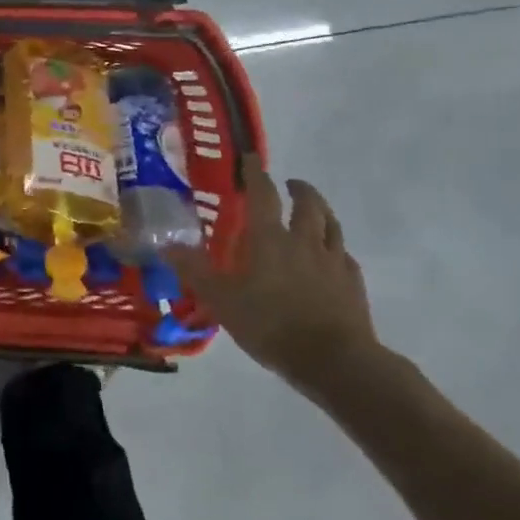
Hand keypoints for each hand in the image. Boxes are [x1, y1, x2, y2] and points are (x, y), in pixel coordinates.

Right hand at [167, 156, 379, 393]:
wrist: (335, 361)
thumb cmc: (271, 325)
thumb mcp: (221, 300)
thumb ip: (194, 271)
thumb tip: (166, 244)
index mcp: (270, 238)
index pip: (262, 194)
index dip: (255, 173)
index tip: (251, 158)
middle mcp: (304, 241)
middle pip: (307, 204)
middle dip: (298, 189)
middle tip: (289, 184)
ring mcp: (332, 261)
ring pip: (331, 225)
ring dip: (321, 211)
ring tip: (313, 211)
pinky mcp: (352, 284)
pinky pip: (344, 256)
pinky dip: (335, 248)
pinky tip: (331, 257)